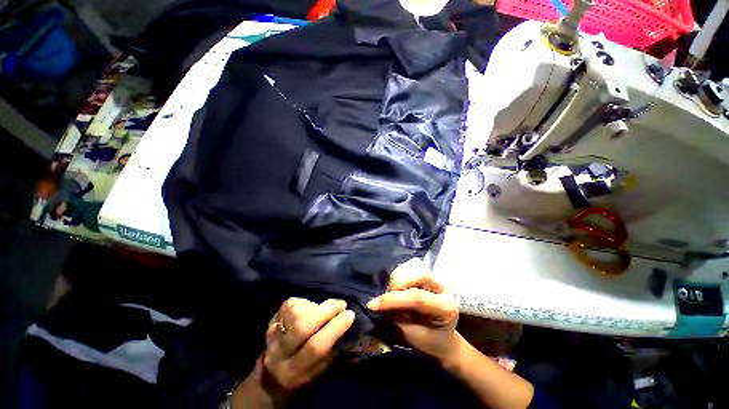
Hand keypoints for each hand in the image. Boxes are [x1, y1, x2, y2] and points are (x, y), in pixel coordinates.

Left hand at [232, 298, 354, 407]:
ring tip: (326, 308)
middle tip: (341, 304)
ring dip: (316, 306)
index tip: (350, 315)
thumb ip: (340, 356)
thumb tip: (360, 336)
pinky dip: (305, 302)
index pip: (315, 347)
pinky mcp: (271, 320)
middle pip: (302, 326)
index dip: (335, 328)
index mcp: (295, 372)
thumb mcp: (322, 372)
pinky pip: (290, 304)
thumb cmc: (304, 372)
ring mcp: (272, 335)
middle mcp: (279, 354)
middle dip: (326, 311)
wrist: (272, 372)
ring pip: (296, 312)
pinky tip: (311, 307)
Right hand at [366, 259, 459, 363]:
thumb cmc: (429, 340)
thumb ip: (396, 315)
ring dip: (397, 278)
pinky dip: (399, 274)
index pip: (417, 297)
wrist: (443, 337)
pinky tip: (398, 286)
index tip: (373, 305)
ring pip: (413, 267)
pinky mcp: (430, 274)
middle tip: (387, 297)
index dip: (392, 299)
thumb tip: (376, 302)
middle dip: (397, 283)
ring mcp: (438, 278)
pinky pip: (411, 266)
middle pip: (418, 274)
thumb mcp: (412, 334)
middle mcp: (445, 288)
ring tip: (393, 293)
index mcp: (446, 307)